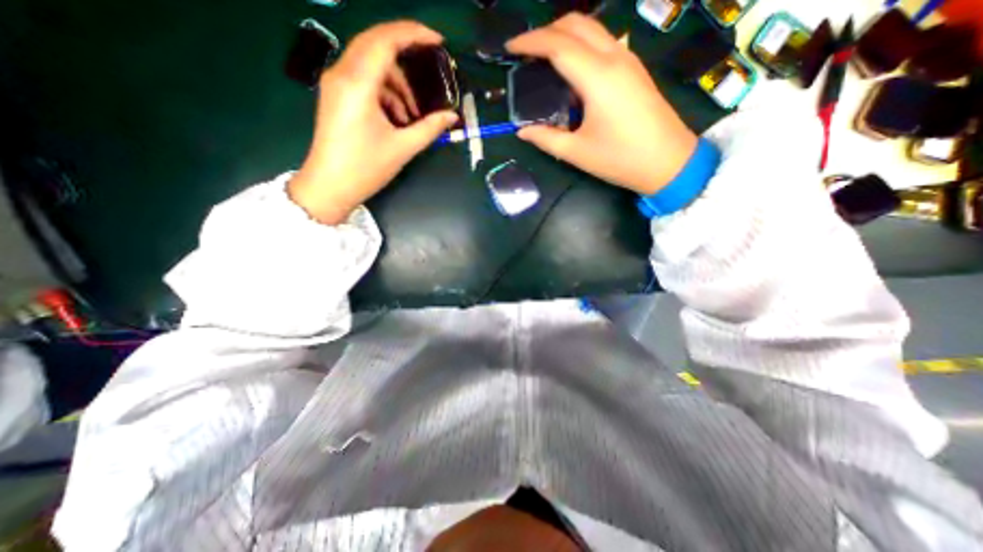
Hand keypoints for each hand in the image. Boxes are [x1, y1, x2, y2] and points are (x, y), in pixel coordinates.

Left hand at [288, 21, 461, 222]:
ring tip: (412, 115)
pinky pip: (364, 80)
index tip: (438, 42)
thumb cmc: (366, 168)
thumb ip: (430, 128)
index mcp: (358, 84)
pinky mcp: (336, 95)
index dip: (414, 34)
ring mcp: (336, 84)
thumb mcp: (403, 148)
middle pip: (376, 43)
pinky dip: (384, 92)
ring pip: (371, 64)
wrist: (330, 186)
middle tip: (430, 65)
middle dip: (406, 52)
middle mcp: (342, 74)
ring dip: (397, 82)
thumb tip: (452, 117)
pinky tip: (397, 118)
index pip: (386, 40)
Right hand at [507, 13, 698, 196]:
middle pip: (576, 24)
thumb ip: (546, 138)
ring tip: (544, 57)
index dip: (530, 41)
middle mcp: (614, 58)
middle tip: (526, 51)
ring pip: (592, 28)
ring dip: (565, 34)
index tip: (510, 47)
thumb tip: (523, 131)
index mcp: (597, 77)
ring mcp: (628, 60)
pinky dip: (581, 44)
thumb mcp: (577, 153)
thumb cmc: (620, 159)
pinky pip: (603, 42)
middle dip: (546, 30)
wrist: (669, 162)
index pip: (558, 45)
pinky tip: (571, 68)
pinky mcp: (634, 69)